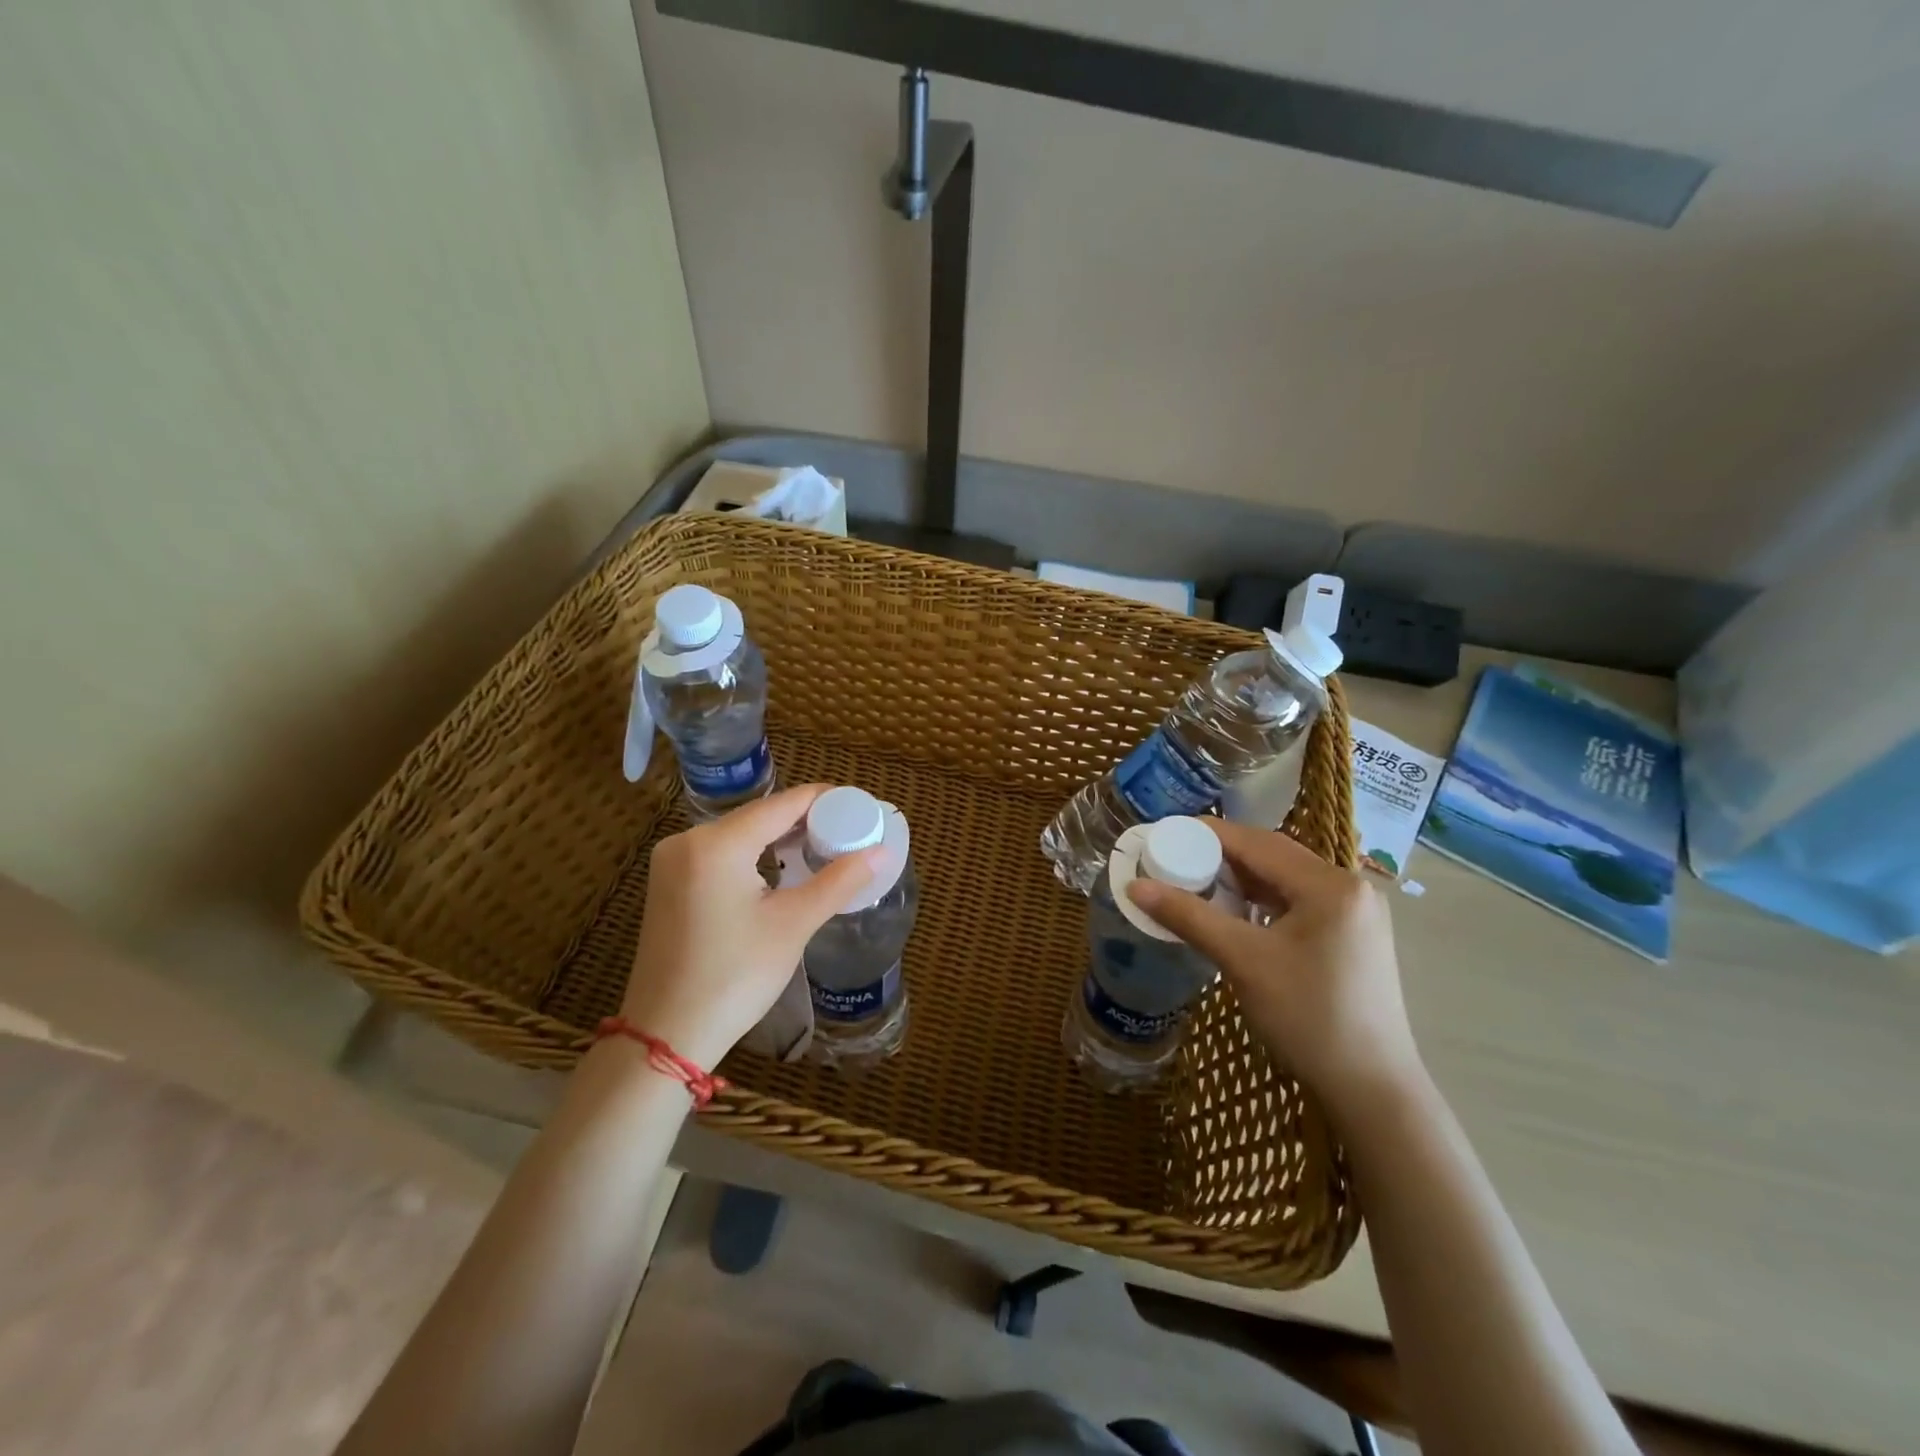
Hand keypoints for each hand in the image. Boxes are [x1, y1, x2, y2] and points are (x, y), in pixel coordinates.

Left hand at [620, 785, 877, 1068]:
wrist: (666, 1036)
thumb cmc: (734, 978)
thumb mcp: (793, 925)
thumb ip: (838, 881)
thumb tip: (881, 852)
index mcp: (716, 844)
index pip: (781, 804)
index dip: (824, 800)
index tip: (860, 806)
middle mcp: (688, 840)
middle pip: (759, 815)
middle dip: (804, 819)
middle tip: (849, 830)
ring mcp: (672, 861)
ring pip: (739, 833)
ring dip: (779, 837)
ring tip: (823, 846)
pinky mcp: (668, 882)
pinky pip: (720, 852)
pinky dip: (753, 853)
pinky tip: (780, 866)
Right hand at [1127, 820, 1423, 1114]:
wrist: (1371, 1090)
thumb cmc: (1309, 1018)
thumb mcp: (1243, 961)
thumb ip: (1189, 917)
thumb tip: (1135, 886)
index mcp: (1330, 885)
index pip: (1257, 843)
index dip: (1208, 834)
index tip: (1165, 834)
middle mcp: (1350, 886)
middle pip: (1273, 856)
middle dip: (1222, 855)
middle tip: (1175, 859)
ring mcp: (1356, 912)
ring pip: (1285, 878)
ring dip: (1241, 878)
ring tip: (1196, 882)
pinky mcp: (1353, 934)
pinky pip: (1298, 901)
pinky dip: (1263, 900)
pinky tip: (1235, 911)